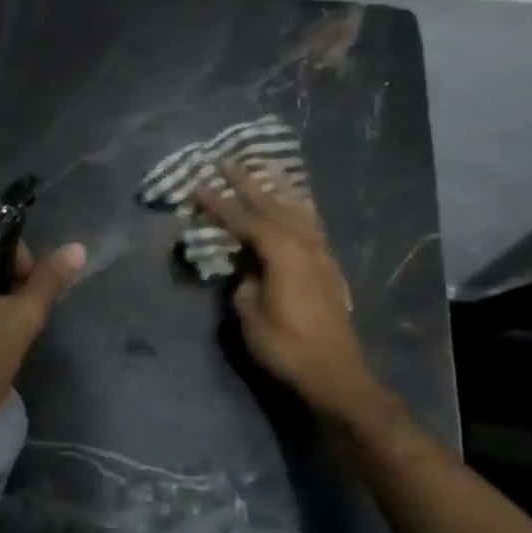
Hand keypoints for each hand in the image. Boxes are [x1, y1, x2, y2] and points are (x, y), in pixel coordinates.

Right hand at [195, 162, 382, 421]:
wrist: (334, 372)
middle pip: (270, 204)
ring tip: (262, 168)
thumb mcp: (249, 312)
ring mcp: (319, 251)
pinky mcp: (327, 264)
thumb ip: (243, 281)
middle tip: (225, 160)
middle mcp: (302, 242)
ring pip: (295, 209)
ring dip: (275, 188)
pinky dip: (299, 206)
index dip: (218, 202)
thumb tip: (245, 267)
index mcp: (280, 250)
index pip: (242, 219)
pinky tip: (296, 201)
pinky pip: (311, 223)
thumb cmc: (285, 344)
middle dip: (245, 182)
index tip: (197, 184)